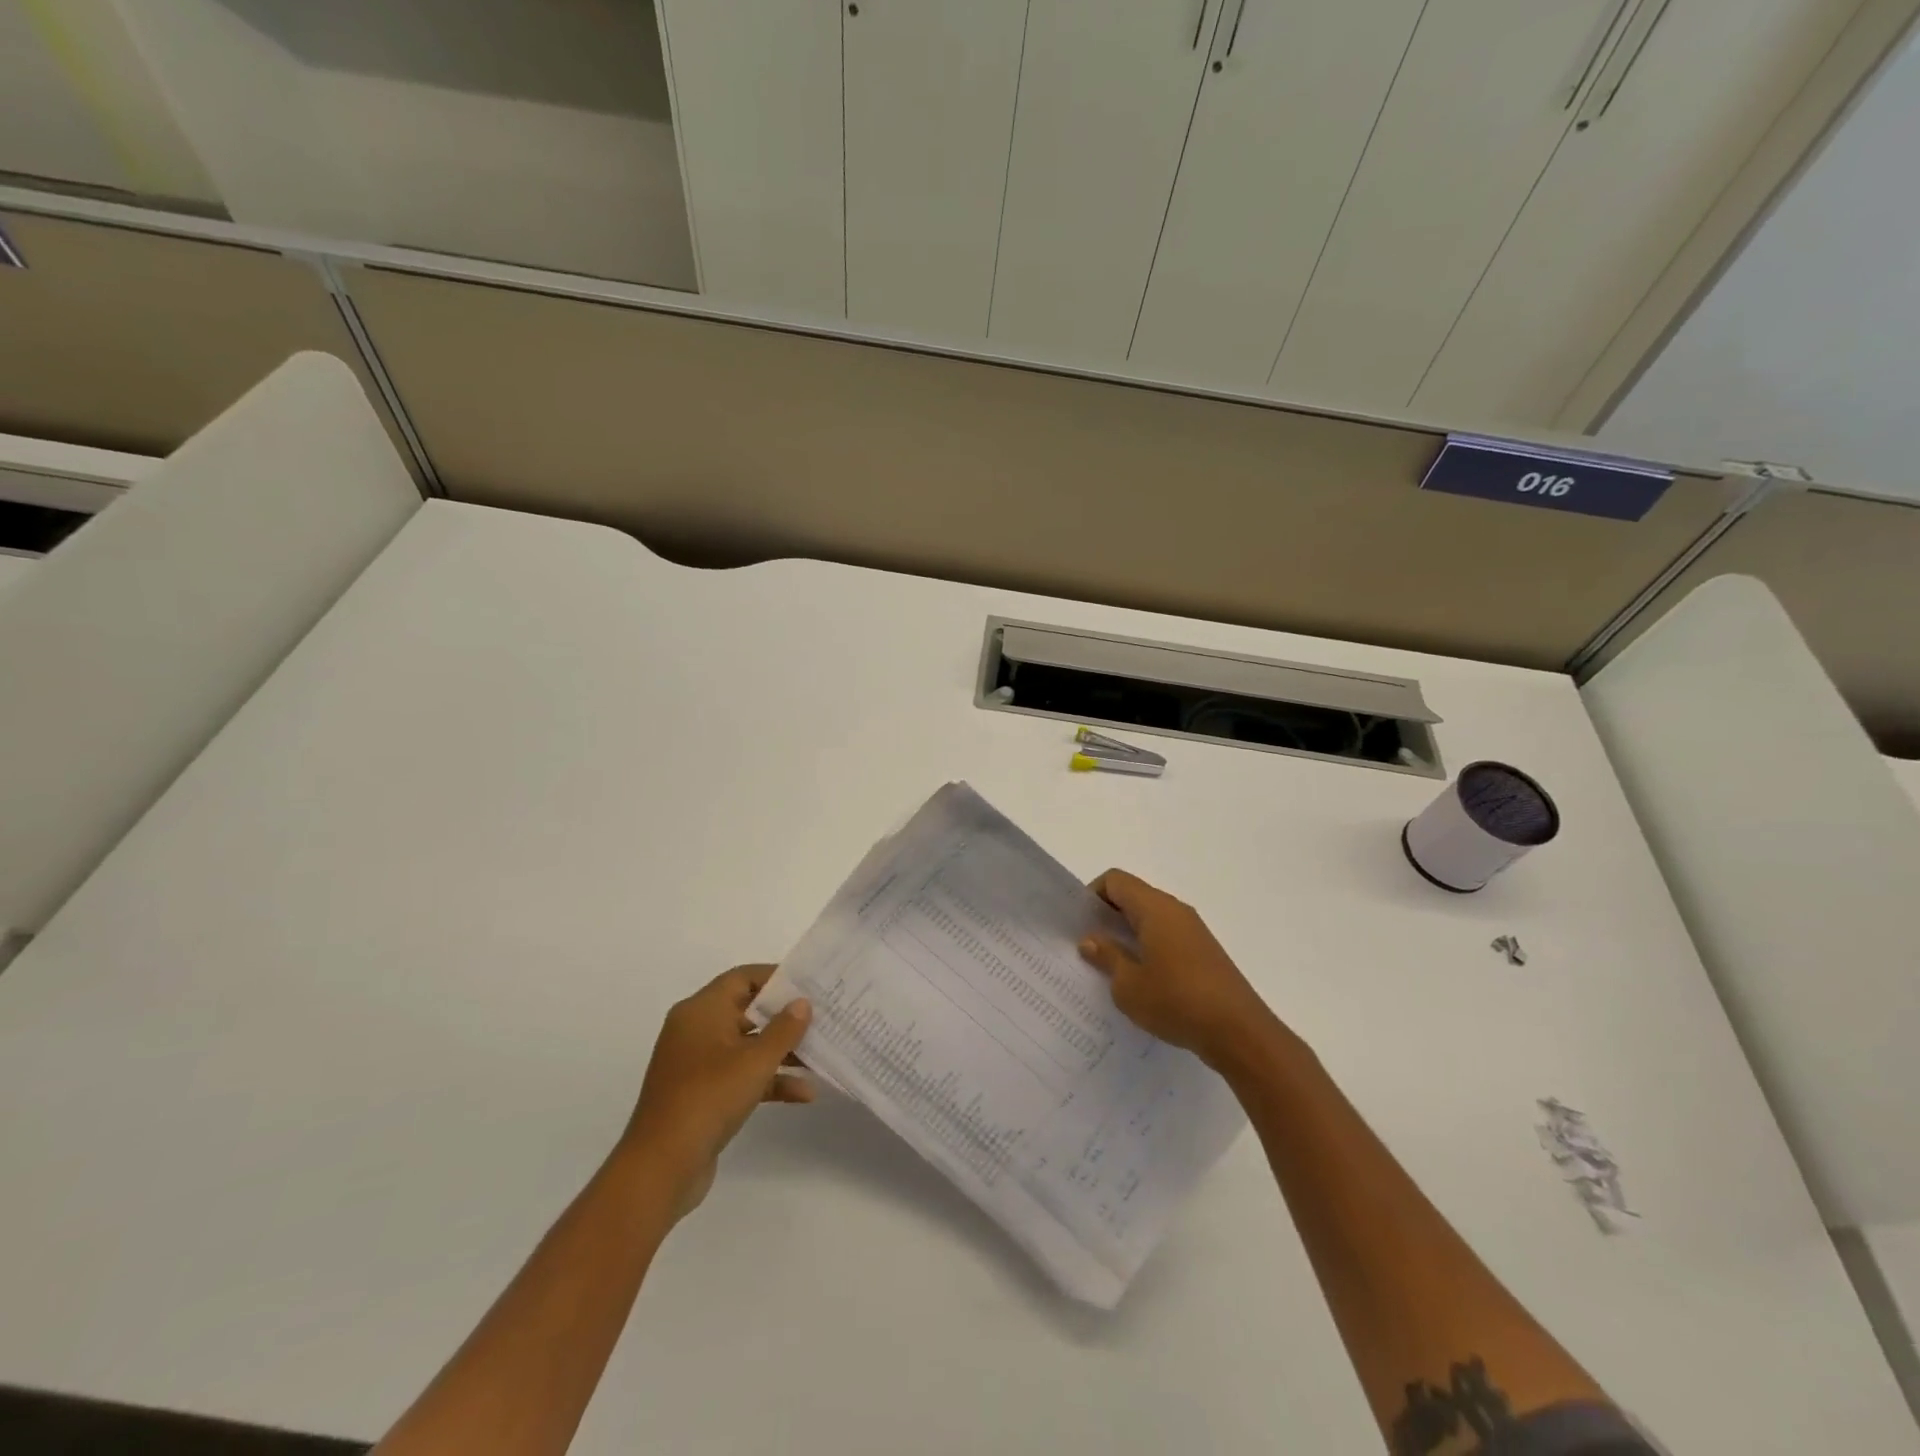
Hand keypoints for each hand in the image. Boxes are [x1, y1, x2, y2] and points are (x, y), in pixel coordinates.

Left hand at [621, 966, 812, 1217]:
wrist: (662, 1167)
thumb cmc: (709, 1098)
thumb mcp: (755, 1061)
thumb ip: (784, 1029)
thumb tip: (801, 1003)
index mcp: (701, 1011)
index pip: (743, 978)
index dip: (776, 978)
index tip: (809, 984)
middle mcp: (696, 1030)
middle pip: (747, 1011)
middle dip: (784, 1018)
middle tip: (821, 1018)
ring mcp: (697, 1064)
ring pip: (746, 1046)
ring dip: (781, 1052)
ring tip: (819, 1056)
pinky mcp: (702, 1094)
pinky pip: (740, 1075)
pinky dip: (768, 1080)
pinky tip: (803, 1094)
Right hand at [1079, 870, 1280, 1070]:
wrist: (1239, 1032)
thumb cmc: (1177, 1001)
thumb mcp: (1129, 985)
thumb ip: (1107, 956)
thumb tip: (1090, 939)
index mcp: (1155, 908)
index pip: (1116, 880)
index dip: (1092, 895)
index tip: (1080, 924)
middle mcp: (1175, 910)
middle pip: (1133, 896)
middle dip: (1107, 916)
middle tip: (1087, 946)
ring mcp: (1193, 931)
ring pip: (1150, 918)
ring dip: (1127, 934)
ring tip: (1109, 966)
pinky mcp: (1204, 953)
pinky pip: (1166, 937)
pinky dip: (1147, 948)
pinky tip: (1140, 980)